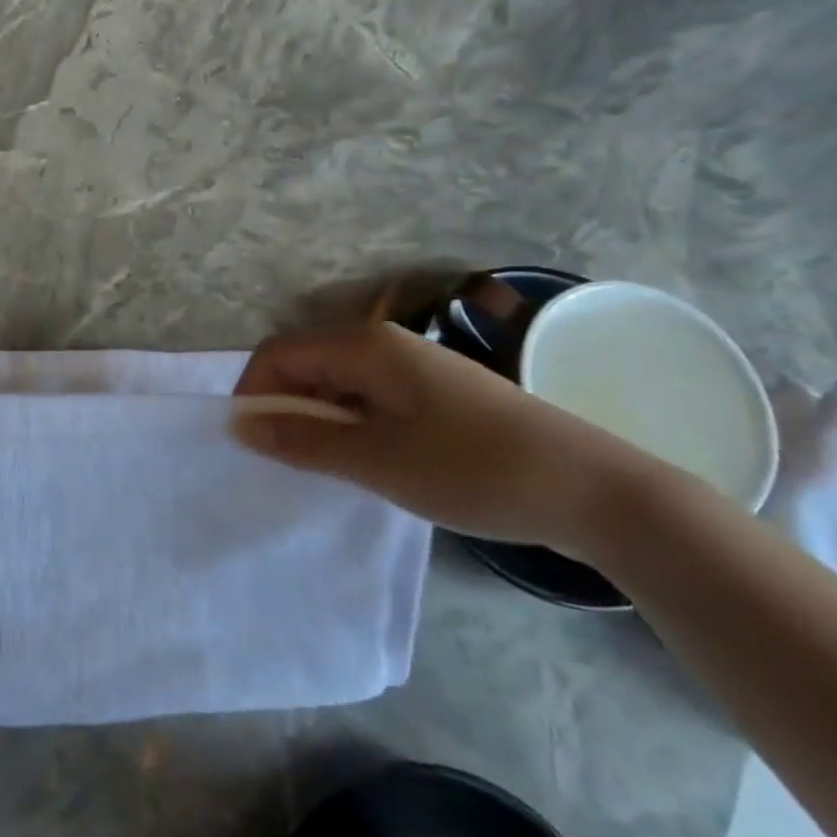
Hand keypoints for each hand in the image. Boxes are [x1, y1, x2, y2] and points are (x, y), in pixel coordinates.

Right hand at [233, 323, 693, 557]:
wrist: (595, 491)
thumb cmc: (475, 469)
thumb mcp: (378, 460)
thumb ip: (303, 440)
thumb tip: (241, 425)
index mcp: (365, 346)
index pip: (278, 355)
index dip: (254, 395)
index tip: (251, 446)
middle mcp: (384, 345)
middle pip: (306, 366)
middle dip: (284, 410)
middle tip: (285, 465)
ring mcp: (412, 369)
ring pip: (337, 386)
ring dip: (317, 423)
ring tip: (324, 472)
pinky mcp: (433, 395)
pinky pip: (368, 401)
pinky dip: (350, 429)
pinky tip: (365, 466)